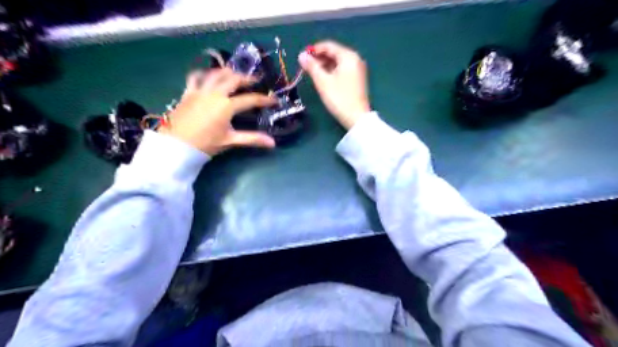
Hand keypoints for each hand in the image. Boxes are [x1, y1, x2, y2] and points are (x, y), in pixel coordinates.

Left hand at [159, 69, 274, 156]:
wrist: (177, 145)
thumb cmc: (205, 144)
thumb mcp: (230, 140)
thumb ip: (252, 139)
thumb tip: (273, 143)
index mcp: (227, 106)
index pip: (251, 99)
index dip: (265, 99)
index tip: (275, 100)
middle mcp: (215, 93)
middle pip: (233, 79)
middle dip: (246, 78)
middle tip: (255, 80)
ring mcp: (200, 90)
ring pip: (215, 74)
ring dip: (227, 72)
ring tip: (234, 74)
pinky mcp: (188, 92)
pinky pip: (195, 77)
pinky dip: (203, 73)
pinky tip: (207, 75)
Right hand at [296, 41, 368, 127]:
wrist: (356, 117)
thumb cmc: (339, 98)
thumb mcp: (323, 81)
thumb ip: (311, 66)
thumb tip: (301, 55)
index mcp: (348, 56)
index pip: (329, 46)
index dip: (314, 50)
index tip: (302, 57)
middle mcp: (355, 59)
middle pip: (334, 53)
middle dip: (319, 58)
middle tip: (306, 66)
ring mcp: (358, 70)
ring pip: (338, 62)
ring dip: (324, 65)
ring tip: (312, 73)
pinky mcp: (357, 79)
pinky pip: (342, 70)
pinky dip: (332, 71)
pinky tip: (324, 78)